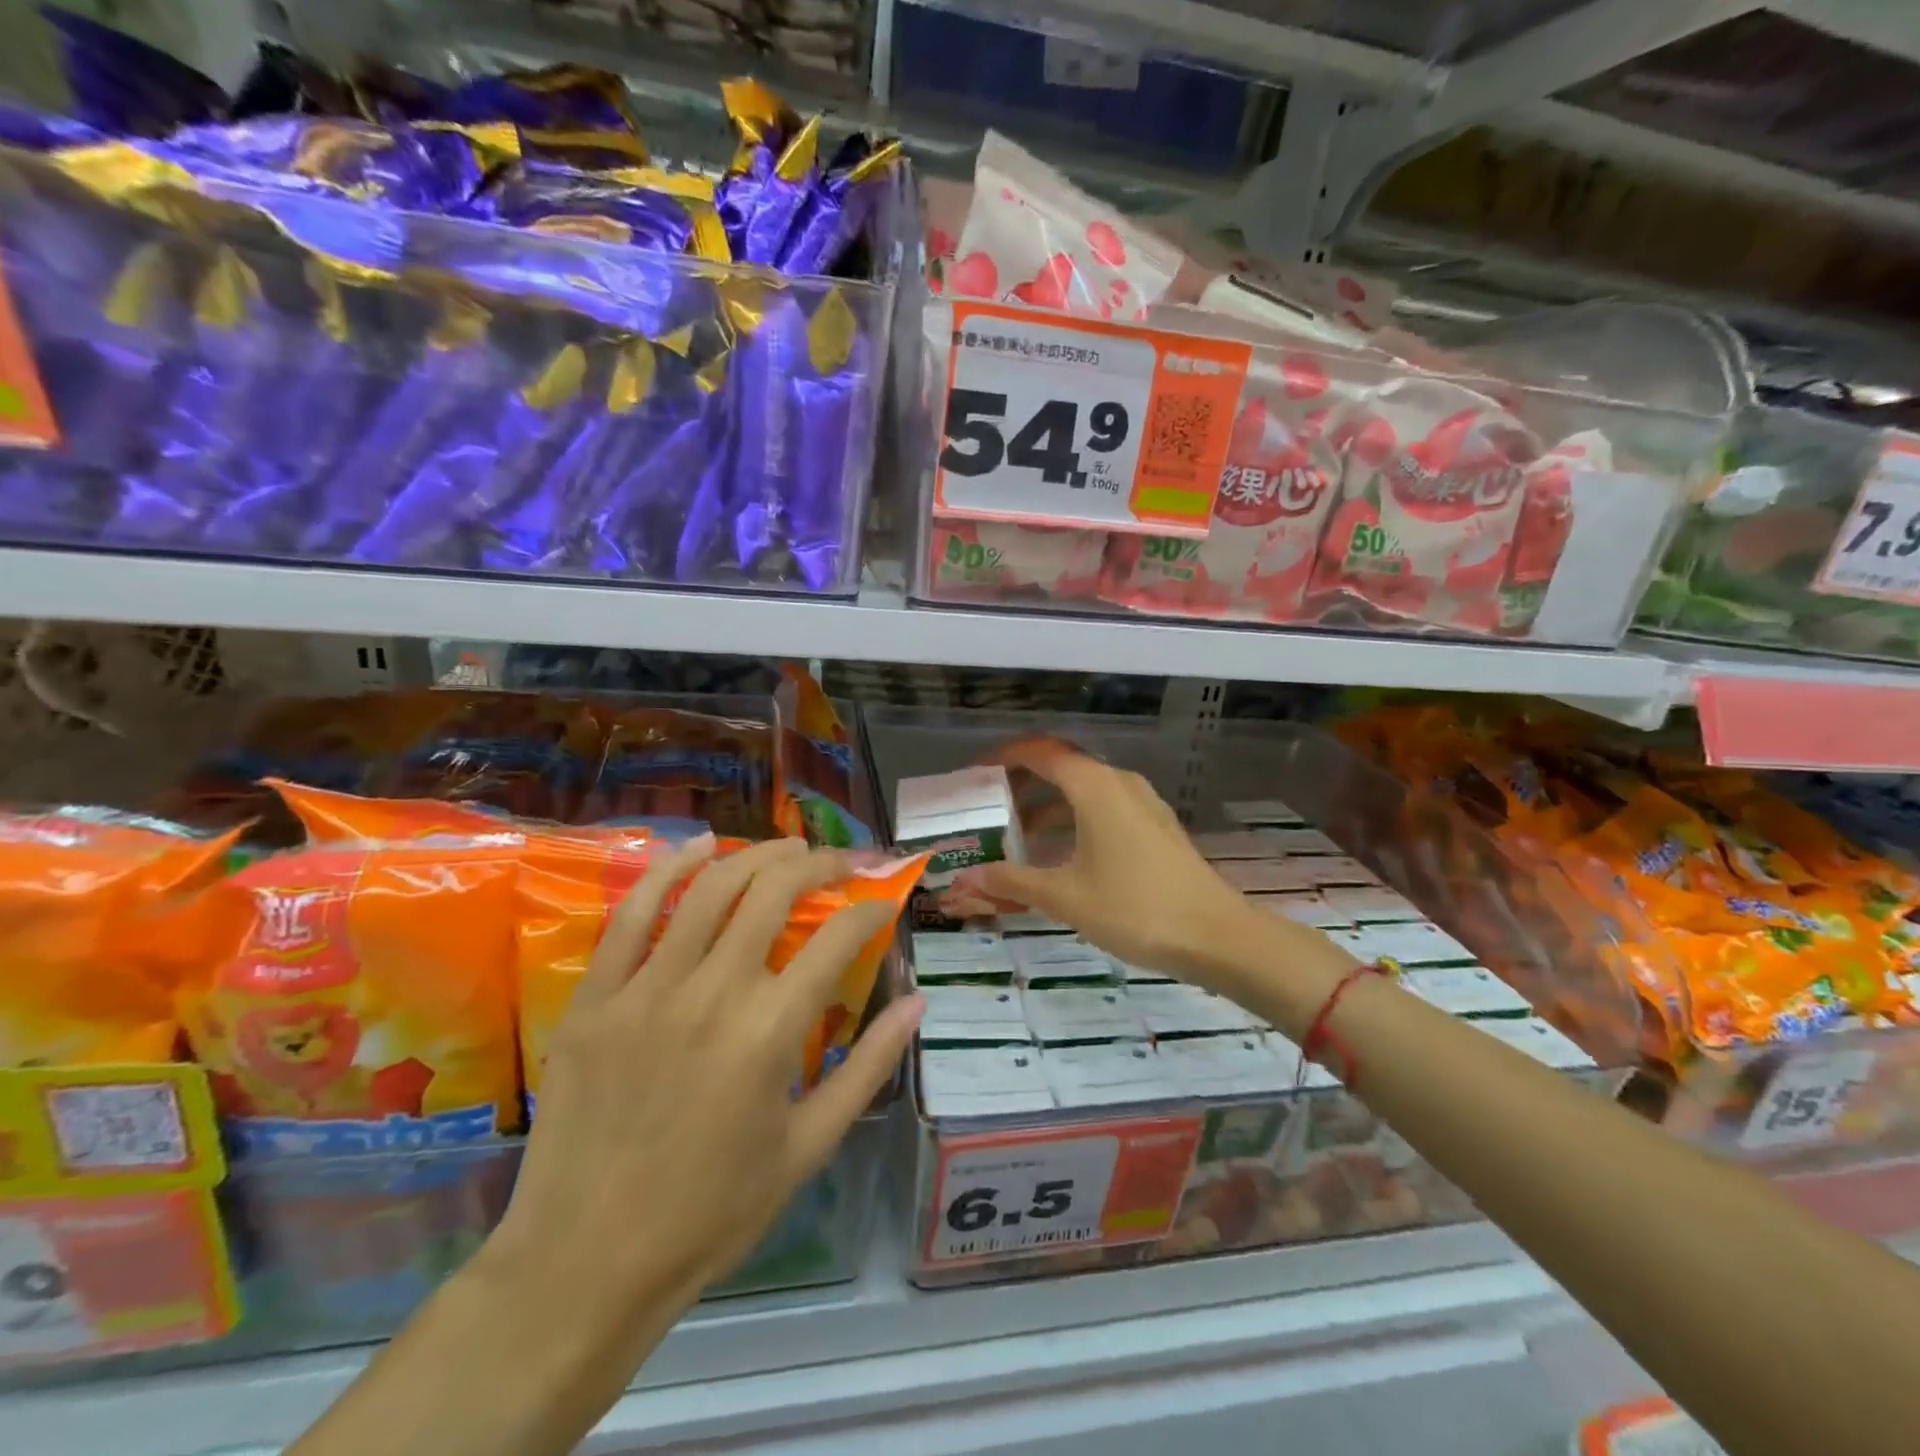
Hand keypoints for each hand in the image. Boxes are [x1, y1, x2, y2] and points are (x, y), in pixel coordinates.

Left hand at [483, 835, 923, 1333]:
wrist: (588, 1263)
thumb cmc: (713, 1211)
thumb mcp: (810, 1146)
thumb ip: (870, 1067)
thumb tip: (917, 1002)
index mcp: (770, 1032)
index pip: (837, 937)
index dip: (869, 910)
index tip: (882, 904)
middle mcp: (713, 993)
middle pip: (774, 892)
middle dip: (819, 864)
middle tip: (839, 862)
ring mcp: (647, 989)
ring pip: (710, 888)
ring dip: (756, 855)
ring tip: (787, 847)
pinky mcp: (596, 998)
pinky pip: (632, 914)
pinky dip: (669, 870)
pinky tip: (699, 846)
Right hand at [946, 740, 1292, 999]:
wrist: (1216, 936)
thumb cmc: (1135, 908)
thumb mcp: (1065, 896)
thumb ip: (1012, 882)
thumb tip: (966, 879)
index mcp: (1095, 787)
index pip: (1040, 752)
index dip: (1004, 757)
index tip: (974, 774)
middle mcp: (1119, 783)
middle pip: (1061, 768)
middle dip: (1021, 784)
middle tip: (988, 807)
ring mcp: (1142, 804)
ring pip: (1083, 791)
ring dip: (1047, 807)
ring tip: (1015, 837)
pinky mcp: (1155, 827)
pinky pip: (1103, 809)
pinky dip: (1073, 821)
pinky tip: (1059, 856)